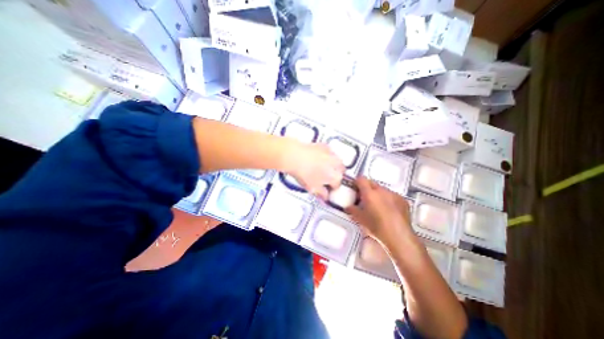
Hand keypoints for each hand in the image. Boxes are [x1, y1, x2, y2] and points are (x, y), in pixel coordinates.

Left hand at [286, 141, 346, 199]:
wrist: (295, 157)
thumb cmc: (304, 173)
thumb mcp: (312, 188)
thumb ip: (322, 194)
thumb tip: (325, 196)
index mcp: (335, 176)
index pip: (337, 185)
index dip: (332, 187)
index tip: (327, 188)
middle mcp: (336, 164)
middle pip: (341, 171)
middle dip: (335, 174)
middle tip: (326, 177)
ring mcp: (331, 154)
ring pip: (337, 161)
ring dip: (333, 165)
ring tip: (322, 167)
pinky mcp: (325, 146)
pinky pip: (330, 153)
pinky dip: (327, 156)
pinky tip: (318, 158)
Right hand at [348, 178, 413, 245]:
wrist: (399, 237)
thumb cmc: (376, 227)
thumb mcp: (361, 219)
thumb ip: (352, 210)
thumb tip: (348, 207)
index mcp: (370, 193)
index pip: (361, 179)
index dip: (357, 183)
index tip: (355, 189)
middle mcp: (382, 190)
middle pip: (372, 183)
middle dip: (367, 189)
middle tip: (365, 199)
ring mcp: (394, 194)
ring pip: (382, 189)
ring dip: (378, 194)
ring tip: (378, 206)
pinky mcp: (403, 200)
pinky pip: (392, 196)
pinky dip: (388, 200)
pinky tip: (389, 211)